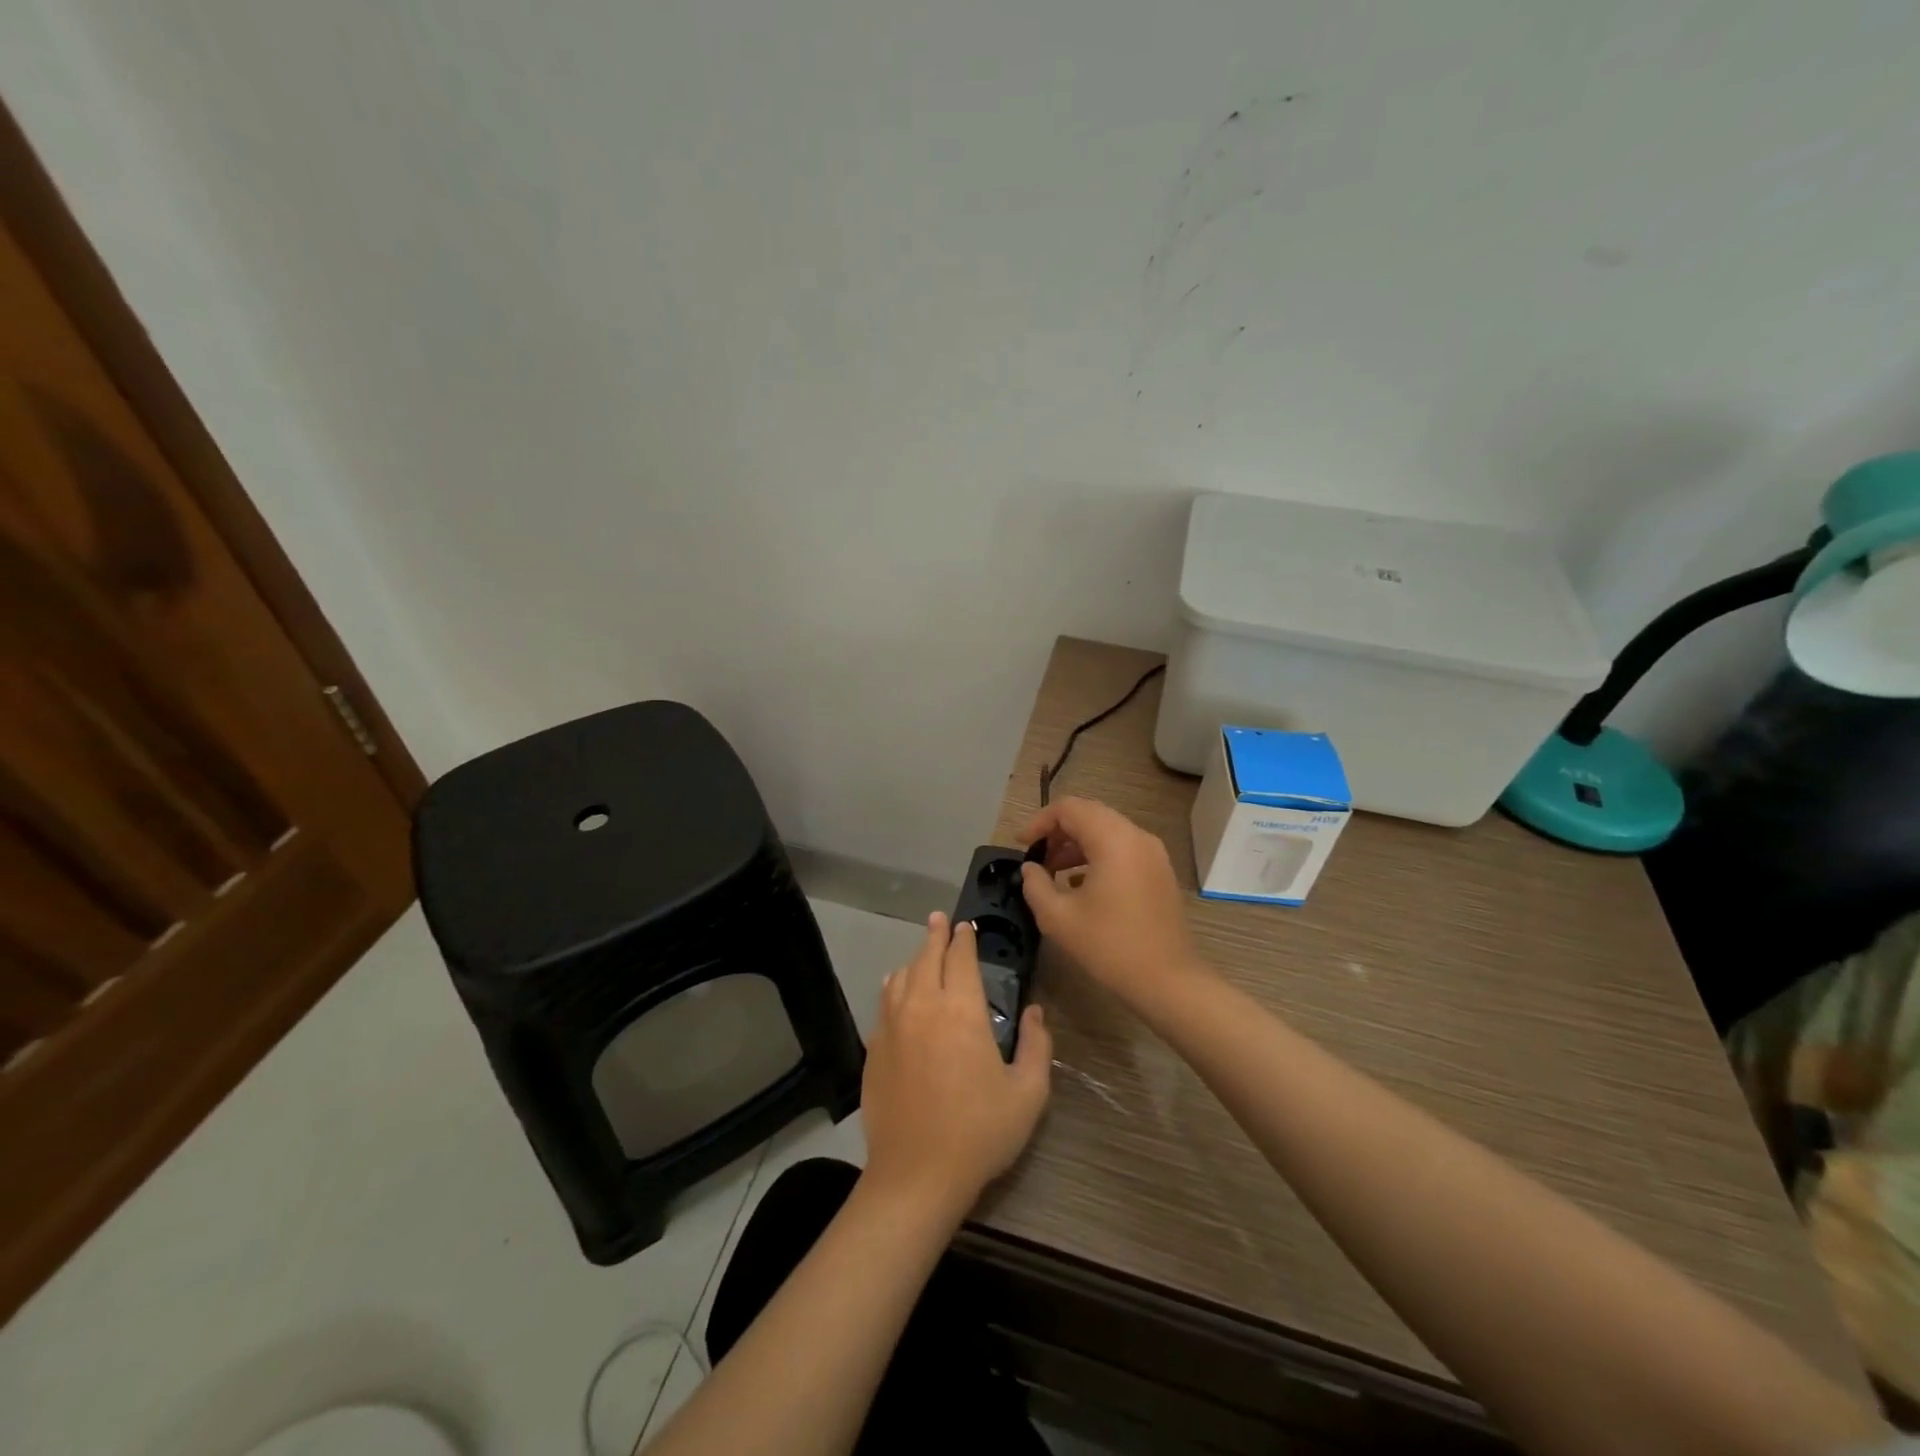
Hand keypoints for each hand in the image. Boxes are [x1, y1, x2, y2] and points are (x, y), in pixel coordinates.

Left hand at [860, 914, 1051, 1214]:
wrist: (916, 1175)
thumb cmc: (980, 1132)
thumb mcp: (1028, 1093)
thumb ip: (1038, 1046)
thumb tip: (1036, 1011)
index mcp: (962, 1011)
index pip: (961, 958)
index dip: (964, 939)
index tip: (966, 926)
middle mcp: (923, 1006)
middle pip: (927, 957)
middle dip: (935, 935)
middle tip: (940, 920)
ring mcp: (893, 1026)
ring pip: (901, 976)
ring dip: (915, 959)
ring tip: (922, 953)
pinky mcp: (874, 1048)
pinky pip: (884, 1003)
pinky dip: (893, 987)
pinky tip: (896, 988)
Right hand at [1019, 796, 1207, 1008]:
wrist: (1168, 980)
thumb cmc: (1110, 946)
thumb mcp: (1058, 918)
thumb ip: (1035, 885)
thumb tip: (1030, 868)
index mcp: (1113, 840)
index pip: (1070, 808)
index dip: (1039, 821)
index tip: (1021, 845)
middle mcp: (1136, 836)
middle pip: (1090, 814)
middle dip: (1058, 831)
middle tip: (1036, 857)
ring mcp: (1153, 853)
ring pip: (1107, 831)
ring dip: (1077, 844)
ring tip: (1053, 872)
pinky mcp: (1159, 871)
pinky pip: (1122, 849)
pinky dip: (1097, 855)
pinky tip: (1080, 885)